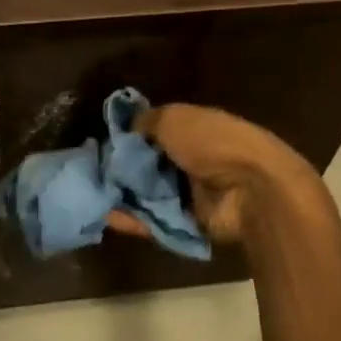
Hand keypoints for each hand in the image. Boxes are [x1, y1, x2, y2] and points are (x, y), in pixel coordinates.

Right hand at [107, 104, 320, 245]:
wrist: (250, 190)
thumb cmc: (213, 143)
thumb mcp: (174, 118)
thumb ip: (146, 121)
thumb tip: (126, 129)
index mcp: (193, 130)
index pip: (154, 132)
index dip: (128, 137)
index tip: (102, 142)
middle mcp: (191, 160)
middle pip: (147, 165)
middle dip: (120, 169)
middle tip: (90, 171)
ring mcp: (189, 194)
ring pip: (146, 194)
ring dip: (120, 194)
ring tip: (90, 194)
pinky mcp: (185, 223)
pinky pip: (152, 221)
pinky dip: (130, 219)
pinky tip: (104, 214)